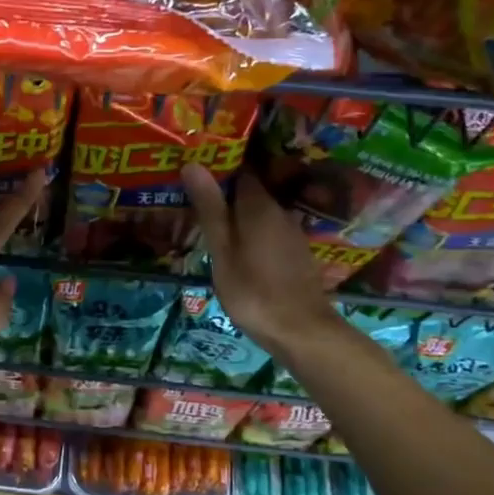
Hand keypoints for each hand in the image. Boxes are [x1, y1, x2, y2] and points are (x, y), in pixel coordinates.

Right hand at [180, 162, 339, 354]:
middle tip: (192, 191)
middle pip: (249, 190)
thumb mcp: (222, 250)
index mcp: (259, 206)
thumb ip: (209, 208)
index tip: (194, 164)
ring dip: (236, 210)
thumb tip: (193, 163)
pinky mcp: (294, 252)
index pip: (240, 169)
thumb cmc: (253, 290)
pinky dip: (249, 228)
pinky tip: (234, 242)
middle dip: (224, 188)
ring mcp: (290, 233)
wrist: (301, 331)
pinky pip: (267, 228)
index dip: (218, 165)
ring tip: (207, 215)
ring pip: (258, 211)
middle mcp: (279, 211)